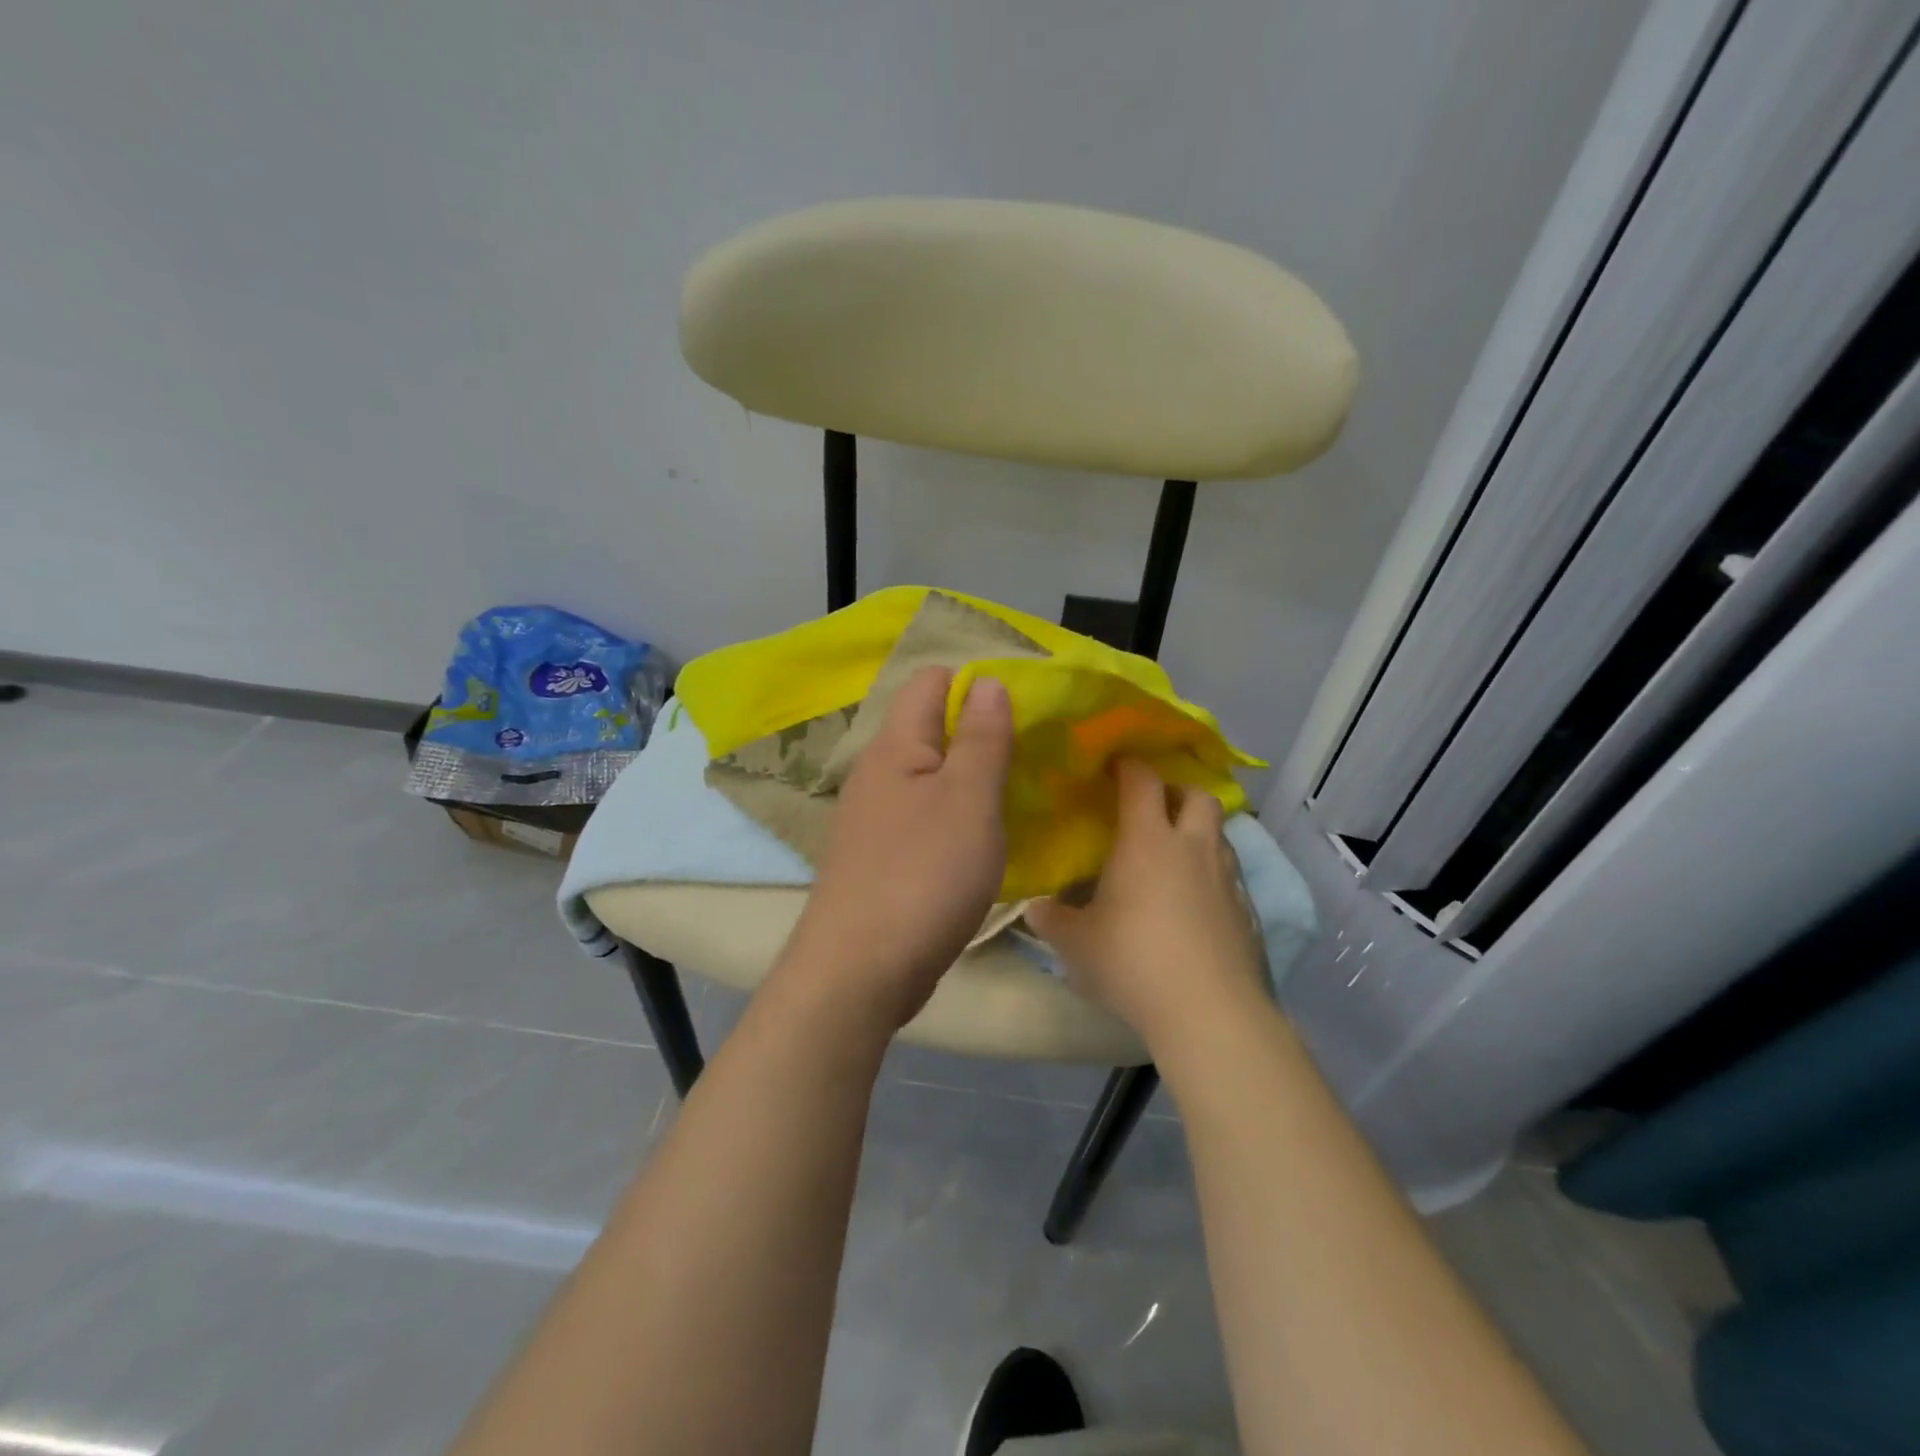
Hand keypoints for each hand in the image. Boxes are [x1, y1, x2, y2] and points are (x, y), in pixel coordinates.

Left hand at [779, 666, 1013, 1032]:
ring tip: (1023, 791)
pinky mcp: (882, 857)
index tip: (1028, 704)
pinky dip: (958, 817)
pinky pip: (927, 817)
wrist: (859, 972)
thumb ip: (981, 738)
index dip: (978, 682)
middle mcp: (878, 773)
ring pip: (932, 777)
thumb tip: (988, 681)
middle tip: (1035, 751)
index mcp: (895, 746)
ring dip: (974, 778)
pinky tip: (988, 837)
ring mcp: (876, 818)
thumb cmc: (922, 876)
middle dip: (983, 732)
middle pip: (933, 728)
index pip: (931, 681)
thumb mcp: (968, 800)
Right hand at [1028, 758, 1264, 1051]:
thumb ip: (1051, 919)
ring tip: (1173, 855)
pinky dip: (1212, 875)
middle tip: (1153, 808)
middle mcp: (1192, 847)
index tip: (1114, 765)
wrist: (1207, 1010)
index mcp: (1147, 840)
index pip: (1142, 781)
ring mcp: (1225, 879)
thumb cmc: (1132, 960)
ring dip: (1198, 832)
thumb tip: (1035, 908)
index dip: (1128, 766)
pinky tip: (1193, 903)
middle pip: (1198, 795)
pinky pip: (1229, 876)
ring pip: (1219, 834)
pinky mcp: (1246, 912)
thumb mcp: (1075, 942)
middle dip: (1177, 792)